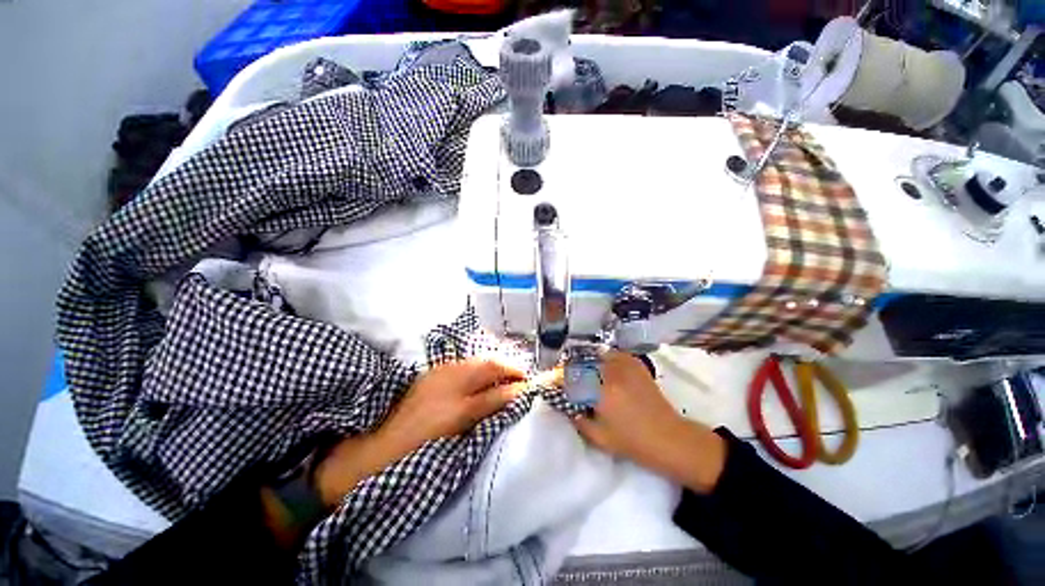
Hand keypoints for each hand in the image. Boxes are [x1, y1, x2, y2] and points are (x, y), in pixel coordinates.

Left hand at [314, 359, 526, 506]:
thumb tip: (514, 397)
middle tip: (522, 378)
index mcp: (458, 399)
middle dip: (509, 368)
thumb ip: (489, 409)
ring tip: (507, 375)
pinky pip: (464, 363)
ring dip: (496, 365)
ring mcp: (440, 372)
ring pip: (477, 361)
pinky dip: (480, 366)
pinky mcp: (433, 373)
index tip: (531, 387)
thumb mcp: (459, 431)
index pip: (497, 383)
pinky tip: (483, 376)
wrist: (375, 447)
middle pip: (489, 364)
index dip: (516, 383)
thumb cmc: (420, 447)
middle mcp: (451, 379)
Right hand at [571, 352, 726, 492]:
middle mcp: (611, 372)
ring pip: (595, 355)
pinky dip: (601, 358)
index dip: (557, 377)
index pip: (570, 376)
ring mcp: (624, 365)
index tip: (550, 381)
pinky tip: (600, 367)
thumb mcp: (598, 437)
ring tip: (581, 372)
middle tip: (565, 378)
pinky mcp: (635, 364)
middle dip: (569, 369)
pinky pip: (611, 353)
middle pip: (580, 362)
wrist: (669, 437)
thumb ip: (577, 419)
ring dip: (584, 362)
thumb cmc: (632, 442)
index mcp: (600, 392)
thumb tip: (563, 404)